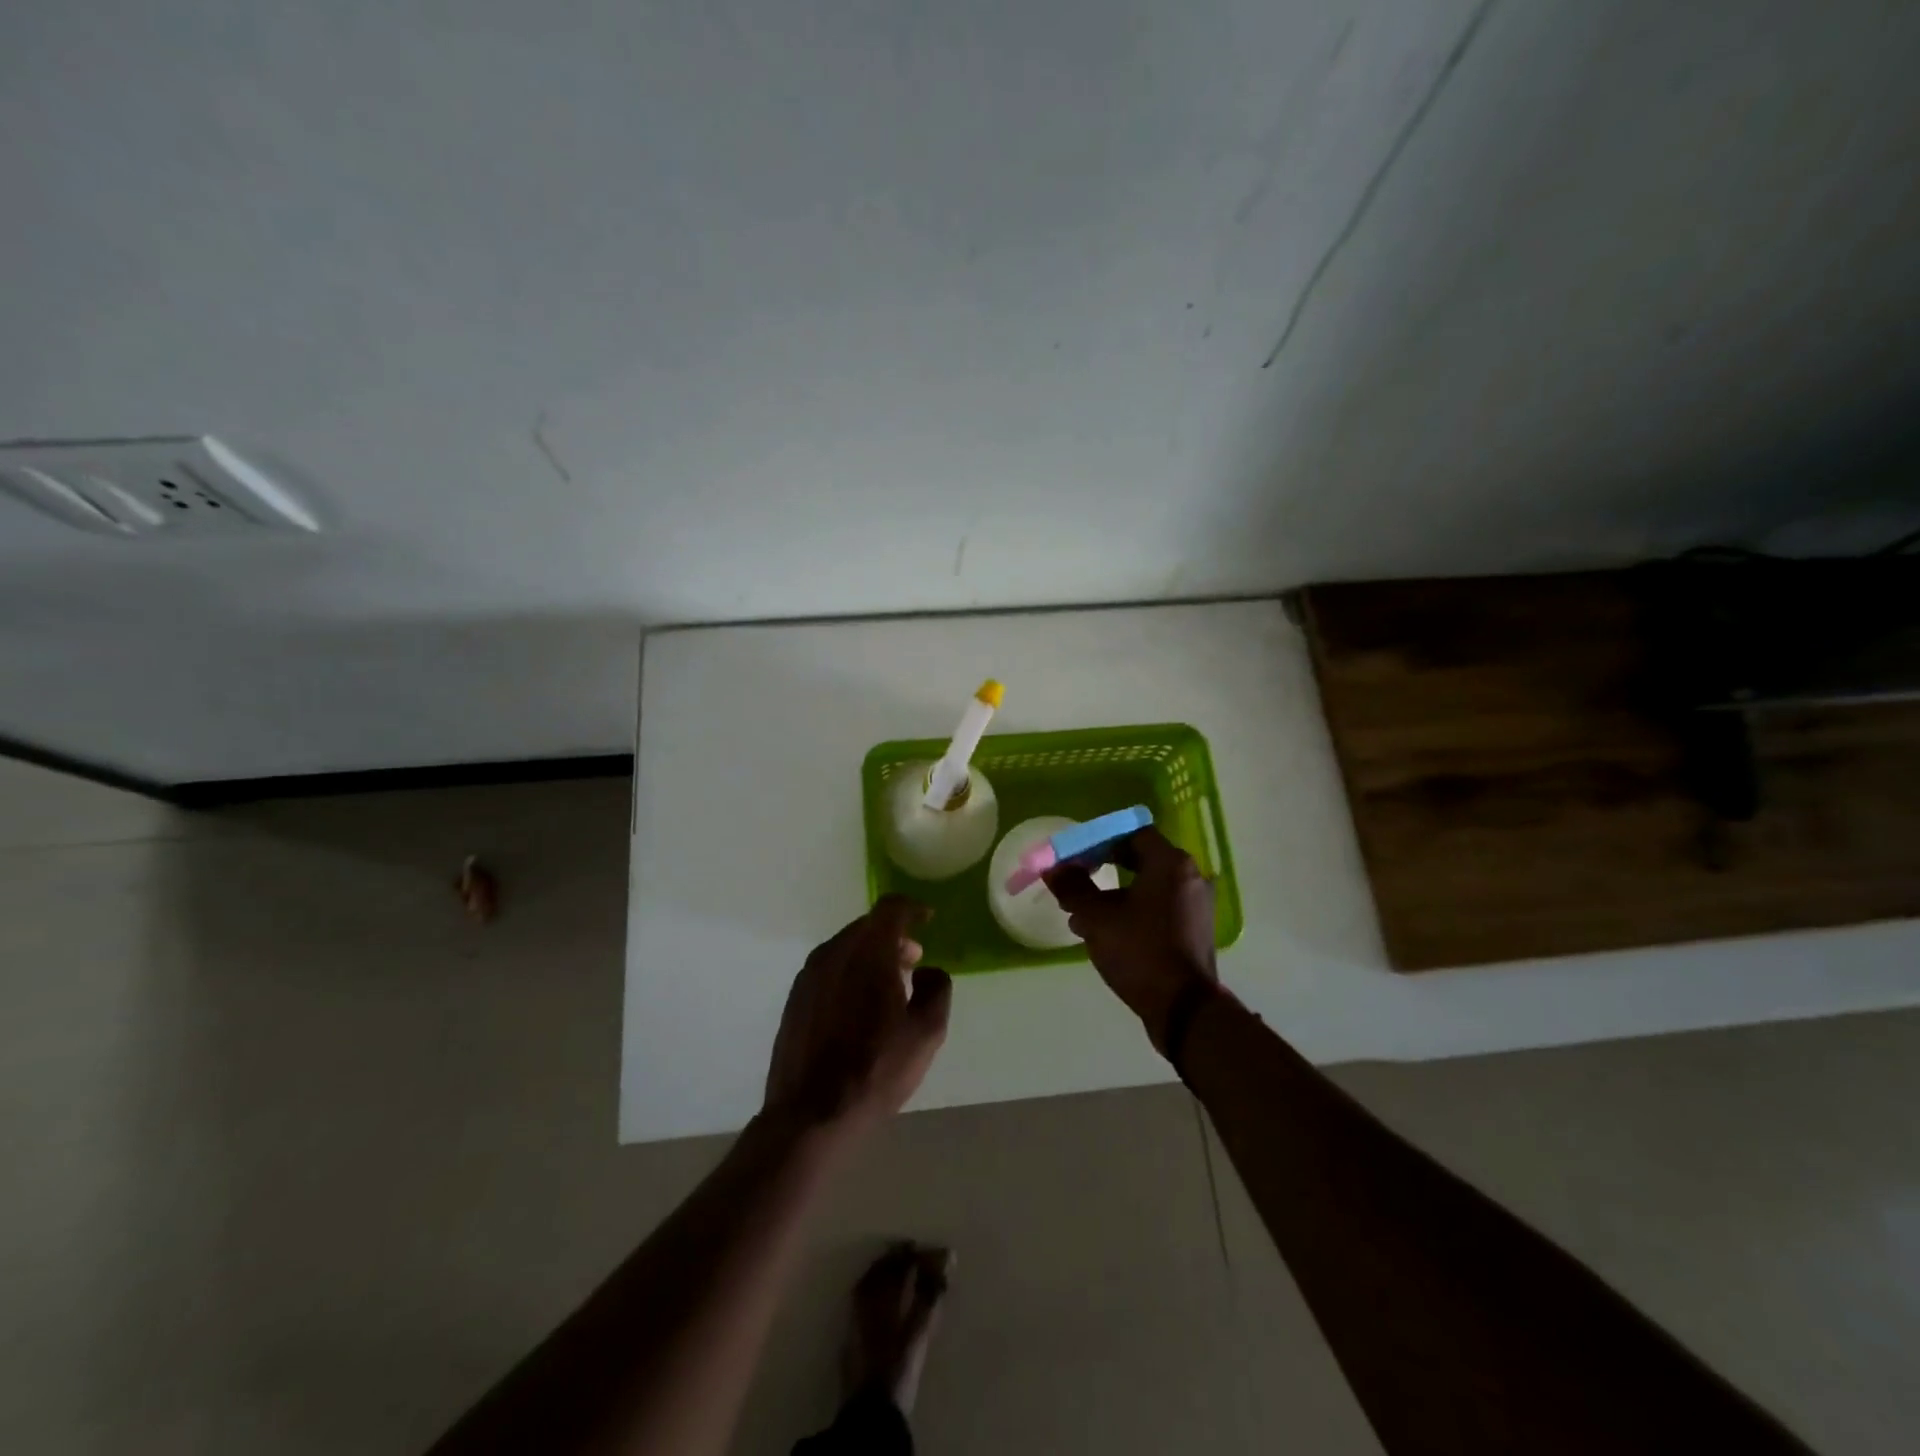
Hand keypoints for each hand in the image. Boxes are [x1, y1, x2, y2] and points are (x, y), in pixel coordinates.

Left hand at [764, 895, 951, 1136]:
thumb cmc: (875, 1070)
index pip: (891, 908)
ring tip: (888, 986)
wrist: (810, 1115)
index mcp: (867, 952)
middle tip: (914, 960)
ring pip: (846, 948)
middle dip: (893, 936)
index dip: (913, 908)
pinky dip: (849, 972)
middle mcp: (834, 952)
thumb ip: (937, 989)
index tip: (927, 920)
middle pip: (867, 927)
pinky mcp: (795, 998)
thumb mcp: (926, 1033)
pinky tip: (858, 1006)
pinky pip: (829, 969)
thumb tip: (926, 970)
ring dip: (870, 955)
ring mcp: (809, 975)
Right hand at [1045, 827, 1217, 1052]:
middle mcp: (1189, 877)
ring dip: (1113, 893)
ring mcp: (1195, 905)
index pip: (1131, 833)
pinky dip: (1131, 910)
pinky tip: (1104, 932)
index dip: (1099, 840)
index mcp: (1170, 863)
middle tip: (1074, 879)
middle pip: (1139, 857)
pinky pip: (1157, 906)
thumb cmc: (1140, 951)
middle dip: (1102, 867)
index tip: (1074, 855)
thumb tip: (1054, 869)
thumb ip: (1073, 887)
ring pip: (1146, 885)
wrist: (1184, 1008)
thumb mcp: (1096, 918)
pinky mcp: (1193, 929)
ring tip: (1080, 913)